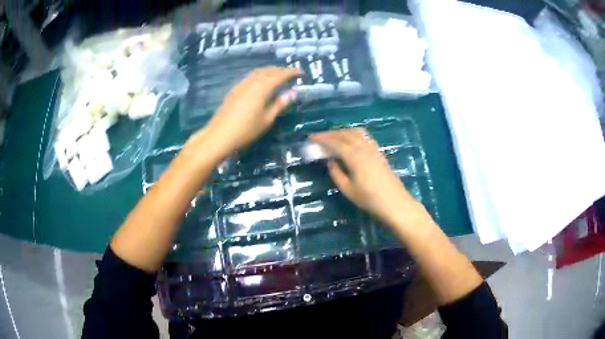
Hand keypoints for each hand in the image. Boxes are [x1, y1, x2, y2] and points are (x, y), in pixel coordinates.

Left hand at [201, 67, 298, 154]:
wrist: (220, 135)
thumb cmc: (246, 130)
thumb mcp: (267, 119)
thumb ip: (279, 104)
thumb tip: (292, 93)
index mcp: (262, 88)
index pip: (279, 76)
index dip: (291, 72)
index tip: (300, 72)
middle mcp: (251, 82)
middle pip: (268, 71)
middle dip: (280, 70)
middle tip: (290, 73)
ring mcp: (240, 85)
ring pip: (257, 72)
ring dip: (269, 71)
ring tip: (277, 75)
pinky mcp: (234, 90)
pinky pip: (250, 77)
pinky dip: (259, 75)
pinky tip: (260, 82)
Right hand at [311, 128, 419, 225]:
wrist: (395, 203)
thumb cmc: (370, 199)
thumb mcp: (348, 190)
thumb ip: (336, 173)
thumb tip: (330, 161)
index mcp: (354, 157)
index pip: (335, 143)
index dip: (322, 139)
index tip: (311, 138)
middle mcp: (364, 148)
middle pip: (345, 134)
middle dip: (330, 133)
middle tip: (319, 137)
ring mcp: (373, 149)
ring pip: (356, 132)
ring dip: (342, 132)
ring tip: (333, 137)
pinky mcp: (379, 152)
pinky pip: (364, 136)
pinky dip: (353, 134)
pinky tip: (350, 141)